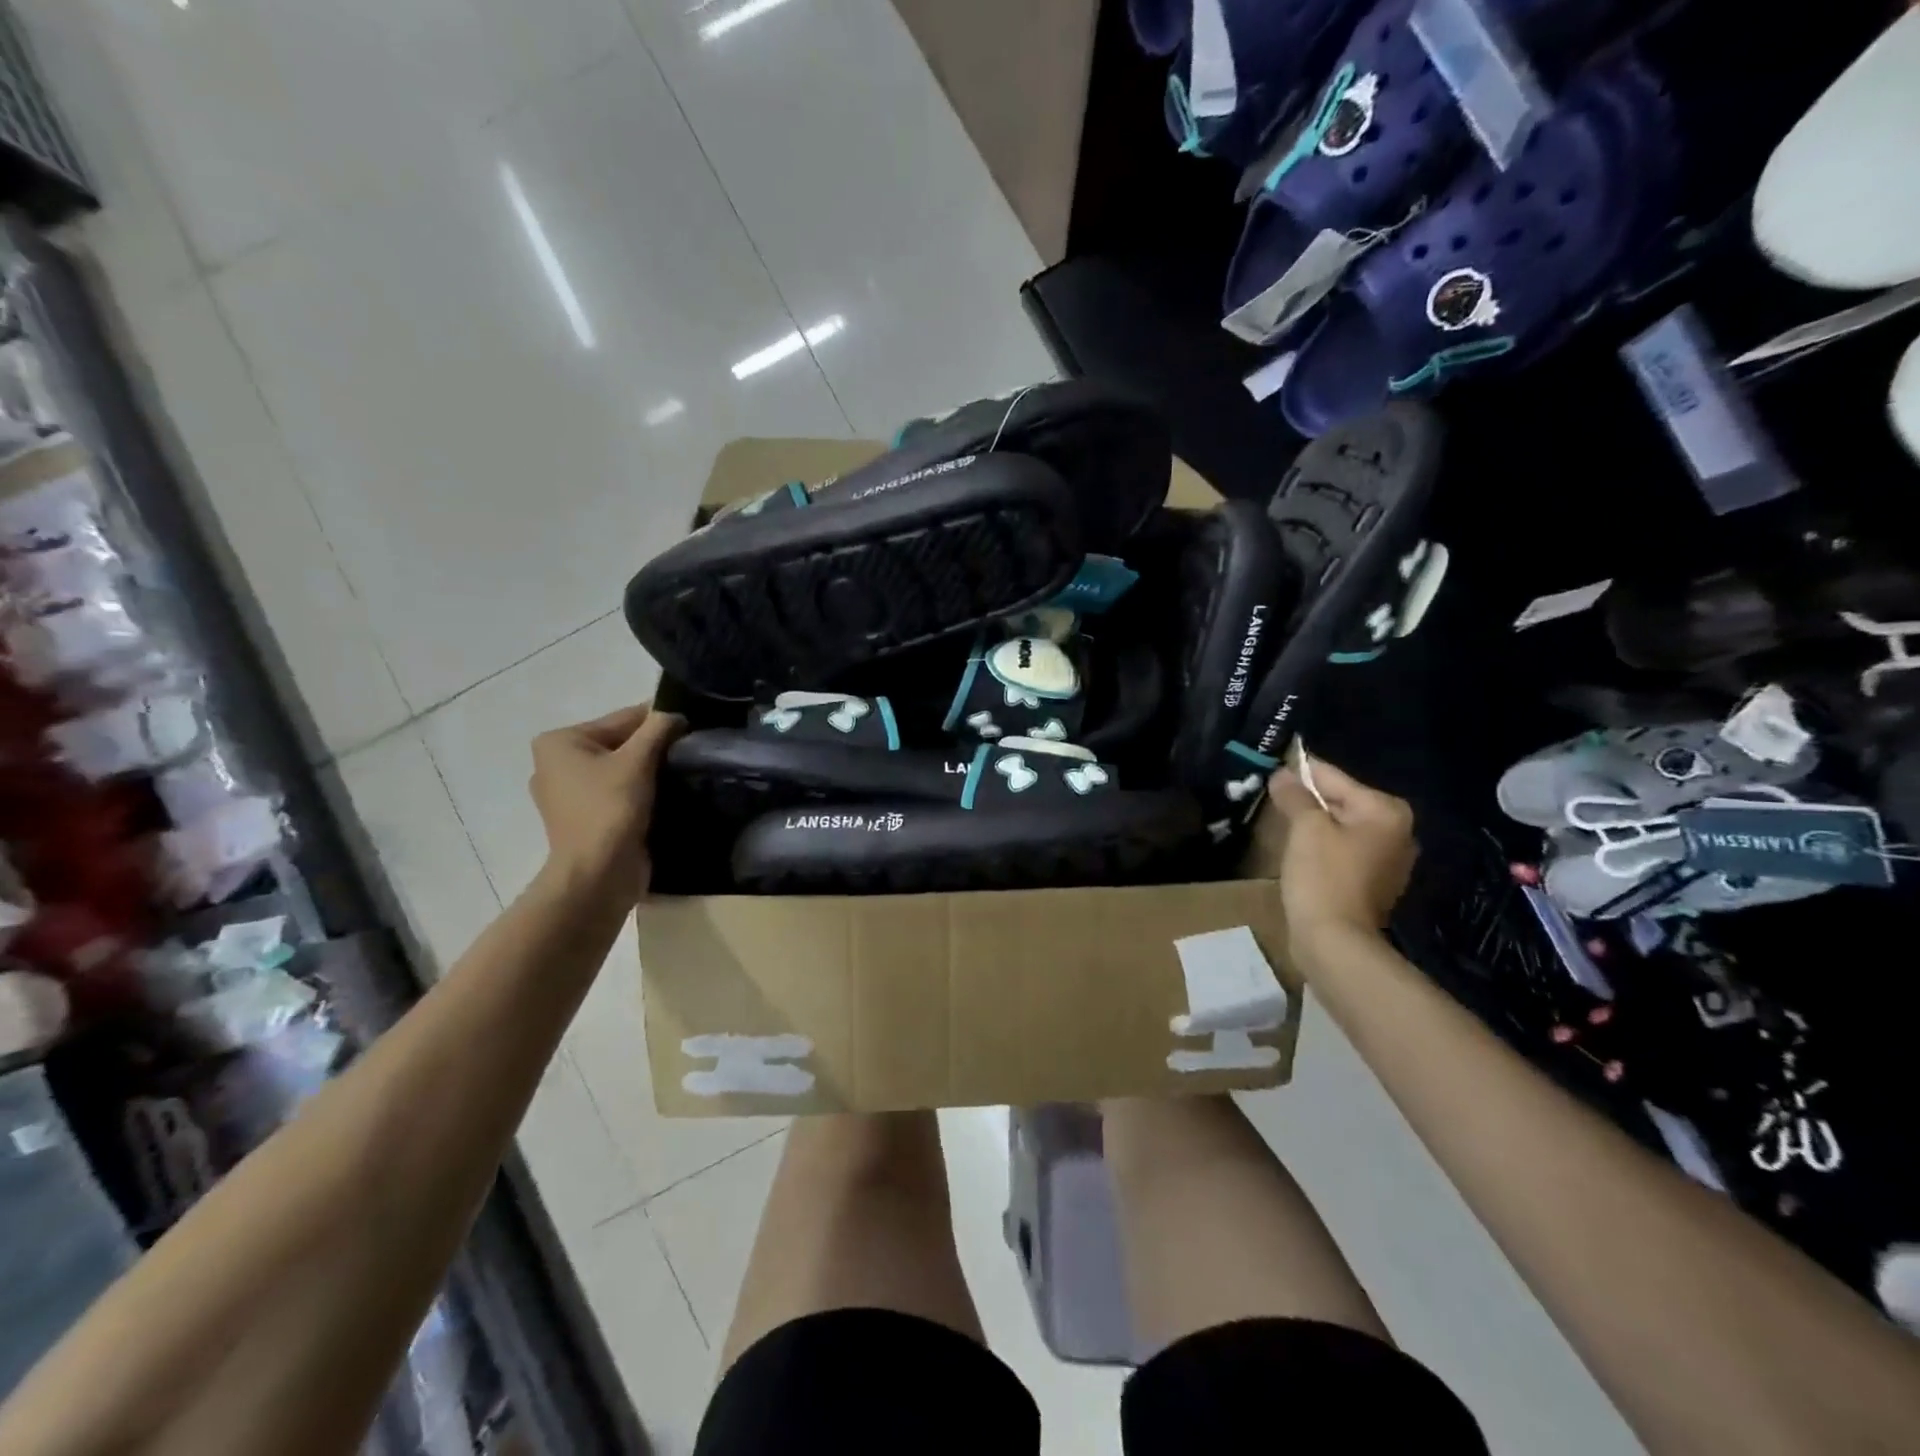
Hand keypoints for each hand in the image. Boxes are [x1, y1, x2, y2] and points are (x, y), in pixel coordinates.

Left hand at [529, 704, 683, 893]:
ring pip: (621, 768)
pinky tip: (667, 793)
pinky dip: (641, 790)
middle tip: (693, 750)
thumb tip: (676, 713)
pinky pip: (619, 791)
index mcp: (560, 742)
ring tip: (684, 771)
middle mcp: (557, 763)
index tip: (694, 725)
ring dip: (650, 770)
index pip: (622, 719)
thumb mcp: (638, 760)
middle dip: (654, 747)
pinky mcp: (585, 818)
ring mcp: (569, 794)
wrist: (598, 875)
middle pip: (620, 743)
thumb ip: (659, 728)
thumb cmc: (610, 809)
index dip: (660, 721)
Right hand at [1268, 752, 1415, 965]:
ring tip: (1283, 827)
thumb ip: (1295, 796)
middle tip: (1274, 802)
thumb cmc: (1323, 876)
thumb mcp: (1305, 828)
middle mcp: (1397, 831)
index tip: (1273, 770)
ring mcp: (1389, 860)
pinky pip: (1344, 851)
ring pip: (1341, 827)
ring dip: (1314, 826)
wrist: (1335, 941)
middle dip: (1308, 802)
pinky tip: (1301, 855)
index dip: (1300, 774)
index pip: (1334, 778)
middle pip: (1341, 802)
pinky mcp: (1374, 883)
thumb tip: (1282, 773)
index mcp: (1386, 811)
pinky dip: (1323, 848)